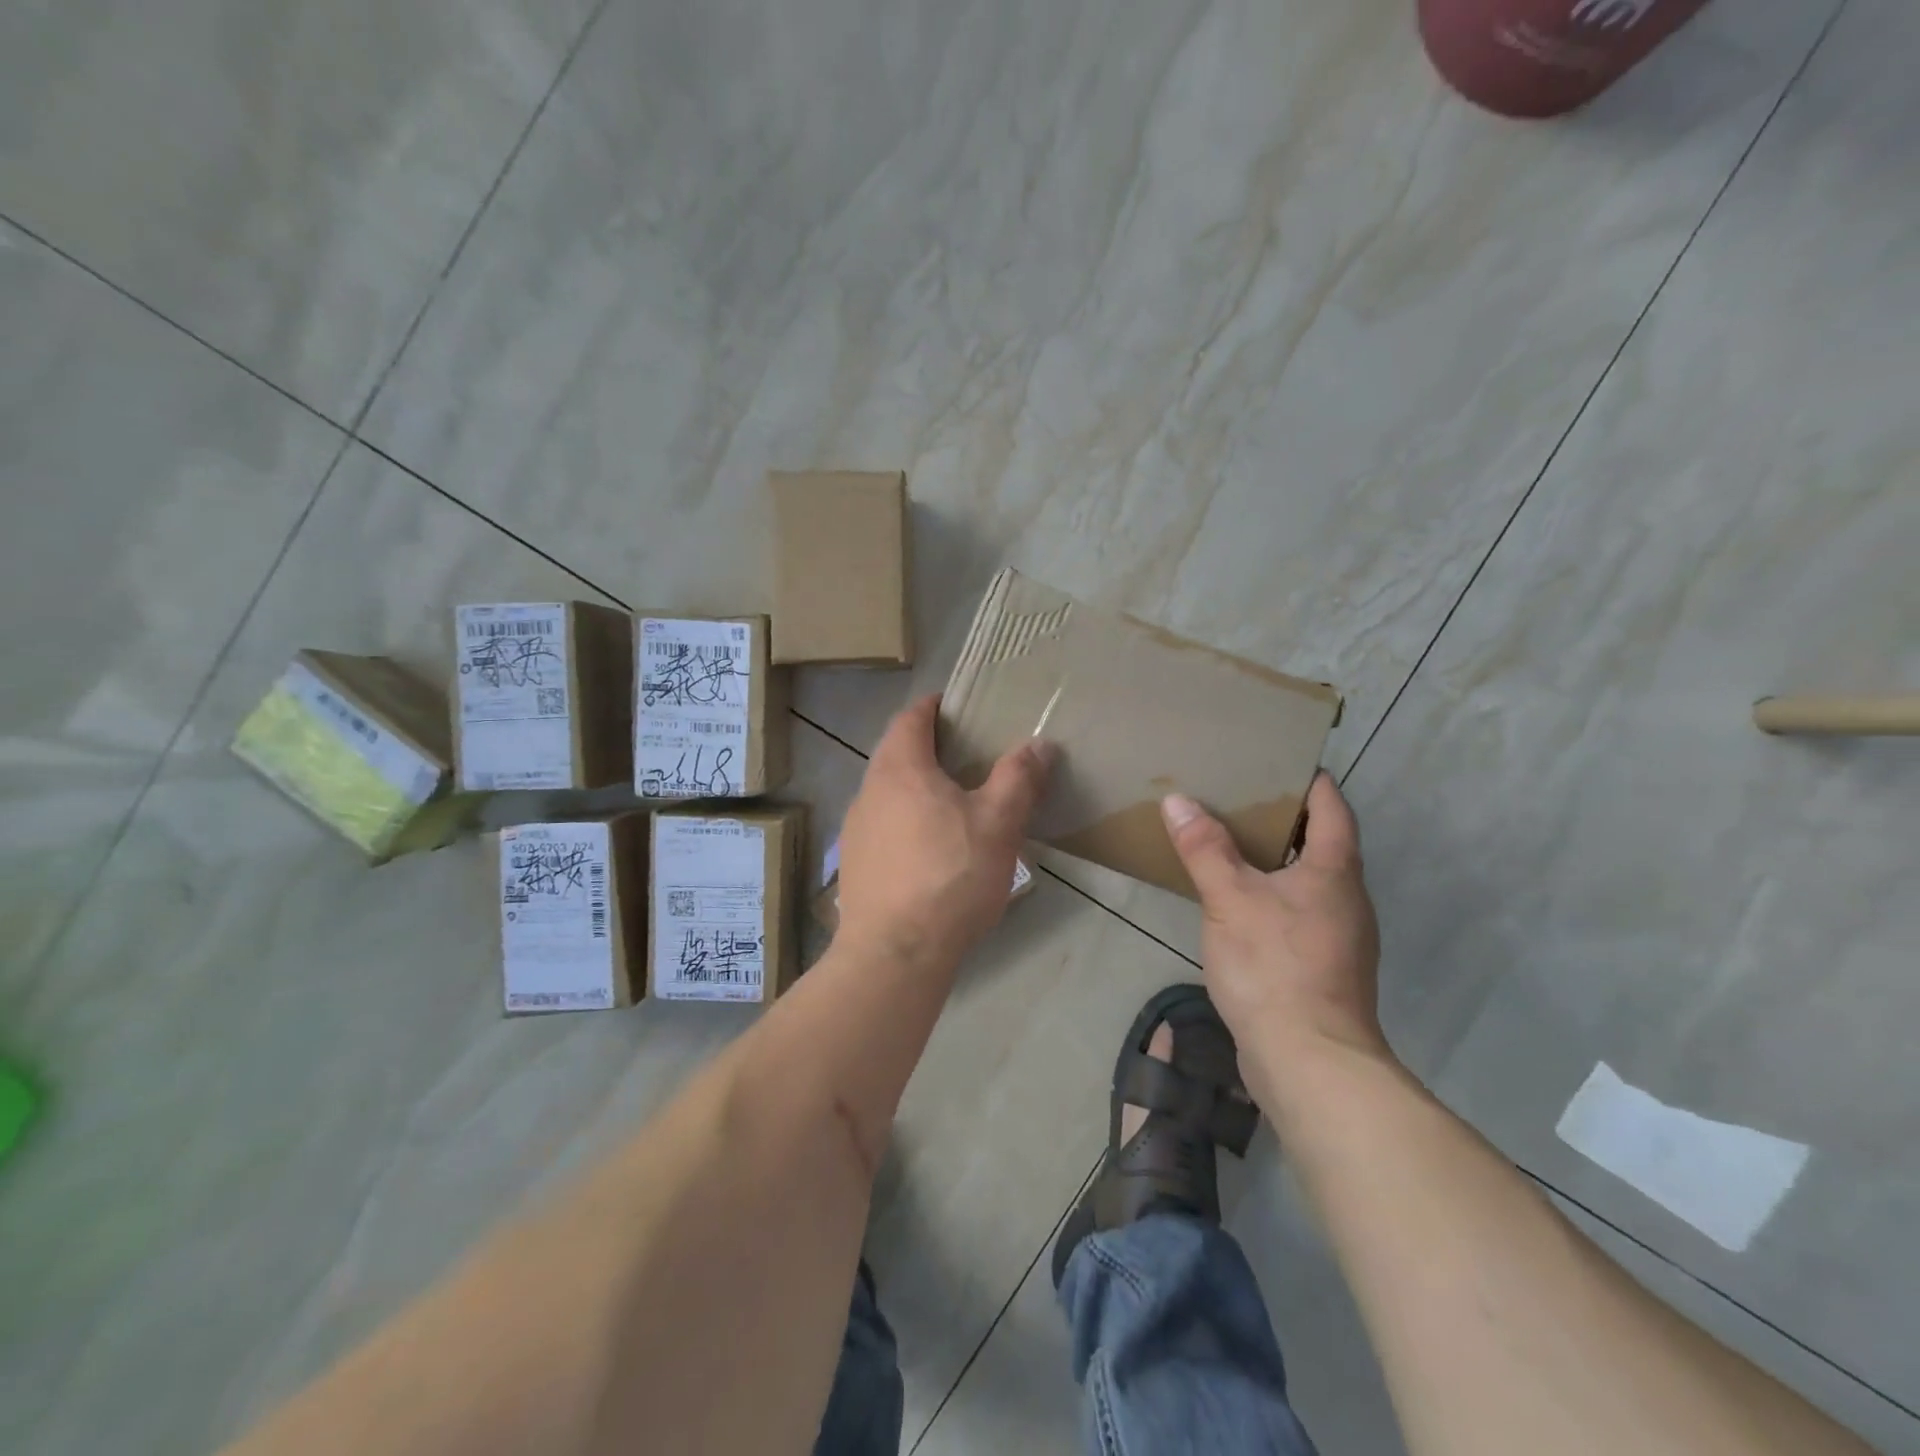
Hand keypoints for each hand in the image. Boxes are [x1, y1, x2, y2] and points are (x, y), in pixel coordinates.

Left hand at [836, 696, 1054, 972]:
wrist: (895, 953)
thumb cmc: (950, 876)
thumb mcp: (998, 823)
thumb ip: (1018, 778)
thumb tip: (1039, 744)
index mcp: (899, 769)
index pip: (910, 718)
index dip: (933, 706)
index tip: (957, 705)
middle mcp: (868, 791)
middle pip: (896, 754)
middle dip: (928, 748)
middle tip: (967, 756)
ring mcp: (855, 830)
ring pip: (888, 793)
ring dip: (916, 788)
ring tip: (953, 804)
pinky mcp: (854, 865)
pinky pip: (882, 827)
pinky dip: (905, 822)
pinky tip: (930, 851)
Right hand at [1162, 772, 1388, 1101]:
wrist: (1309, 1061)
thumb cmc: (1274, 965)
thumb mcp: (1229, 898)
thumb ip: (1204, 848)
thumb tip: (1178, 800)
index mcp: (1335, 871)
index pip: (1332, 807)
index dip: (1309, 780)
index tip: (1277, 761)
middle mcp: (1348, 898)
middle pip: (1323, 843)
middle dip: (1284, 819)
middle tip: (1238, 799)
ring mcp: (1340, 937)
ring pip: (1310, 881)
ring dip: (1277, 860)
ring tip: (1230, 845)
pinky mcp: (1324, 968)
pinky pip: (1299, 913)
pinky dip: (1273, 896)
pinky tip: (1238, 905)